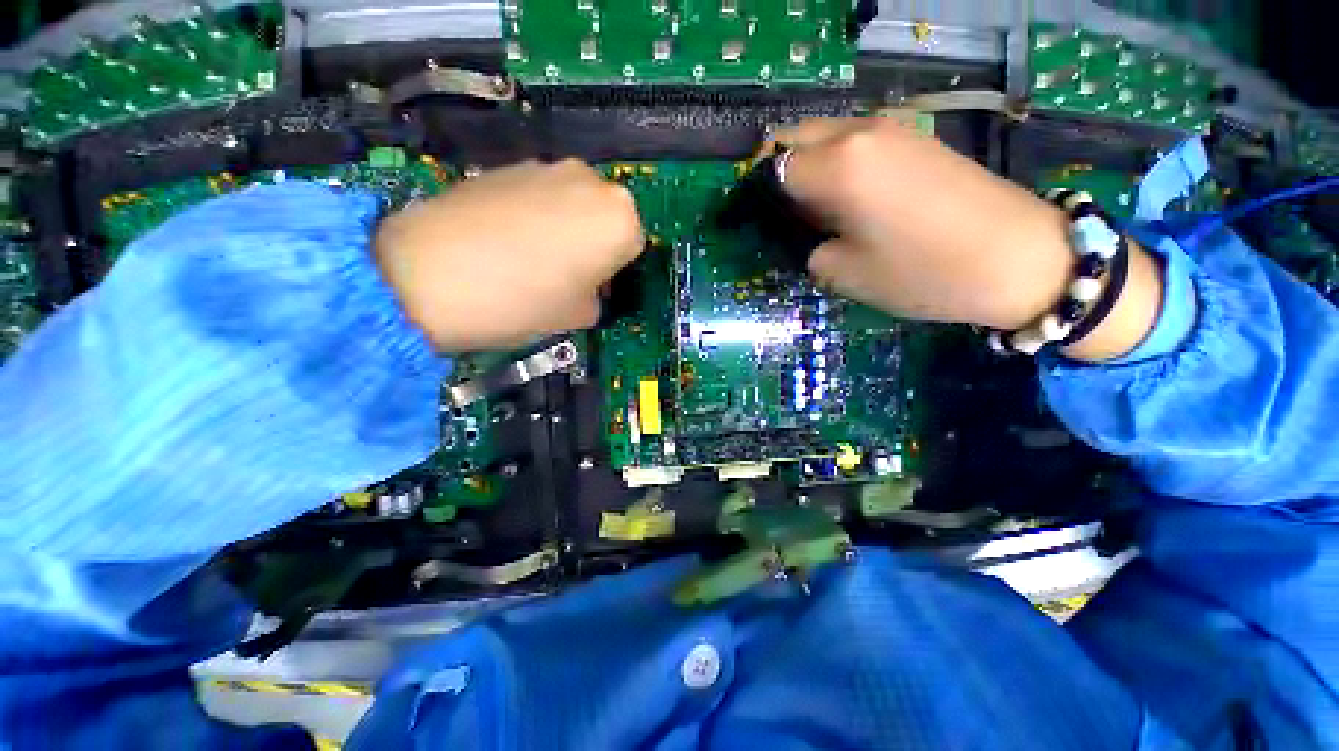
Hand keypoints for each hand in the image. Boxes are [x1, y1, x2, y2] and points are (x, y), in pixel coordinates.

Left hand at [374, 159, 644, 352]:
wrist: (429, 275)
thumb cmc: (524, 301)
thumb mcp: (579, 315)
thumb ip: (597, 298)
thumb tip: (588, 288)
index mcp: (619, 220)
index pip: (635, 246)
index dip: (616, 271)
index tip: (596, 289)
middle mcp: (591, 182)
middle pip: (605, 218)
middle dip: (595, 244)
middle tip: (569, 274)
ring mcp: (546, 167)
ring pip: (573, 204)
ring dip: (566, 228)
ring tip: (532, 259)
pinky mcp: (507, 165)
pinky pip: (540, 195)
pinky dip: (535, 216)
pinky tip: (507, 241)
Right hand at [775, 118, 1162, 360]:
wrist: (1020, 257)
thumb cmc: (923, 272)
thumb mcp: (844, 274)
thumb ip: (807, 247)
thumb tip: (799, 233)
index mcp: (837, 166)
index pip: (770, 169)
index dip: (753, 197)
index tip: (751, 223)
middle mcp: (859, 132)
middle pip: (792, 137)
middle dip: (773, 171)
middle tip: (777, 215)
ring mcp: (891, 128)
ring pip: (823, 134)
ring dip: (804, 165)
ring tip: (811, 209)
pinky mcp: (913, 136)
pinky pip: (853, 140)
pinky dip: (834, 162)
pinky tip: (846, 196)